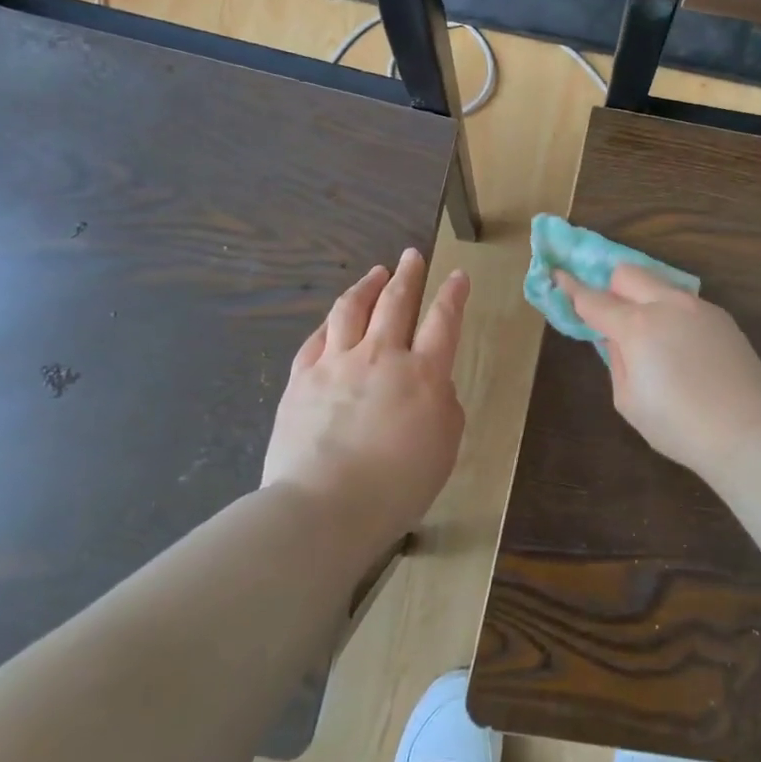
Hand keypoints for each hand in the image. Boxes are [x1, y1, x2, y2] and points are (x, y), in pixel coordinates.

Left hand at [261, 248, 469, 548]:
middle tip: (412, 256)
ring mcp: (336, 363)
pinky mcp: (302, 379)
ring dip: (368, 286)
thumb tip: (433, 386)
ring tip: (376, 272)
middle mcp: (380, 356)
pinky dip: (330, 321)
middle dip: (408, 275)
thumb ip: (444, 407)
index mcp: (422, 373)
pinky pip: (317, 338)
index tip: (458, 275)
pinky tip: (334, 316)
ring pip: (352, 309)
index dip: (452, 295)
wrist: (324, 505)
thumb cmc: (396, 484)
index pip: (442, 321)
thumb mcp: (444, 447)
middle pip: (395, 302)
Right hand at [556, 264, 760, 475]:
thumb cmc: (678, 425)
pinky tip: (683, 350)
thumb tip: (614, 337)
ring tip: (652, 338)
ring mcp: (698, 307)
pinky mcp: (722, 317)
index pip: (593, 300)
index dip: (572, 288)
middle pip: (627, 273)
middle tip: (612, 318)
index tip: (558, 276)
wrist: (746, 430)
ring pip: (660, 284)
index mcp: (637, 326)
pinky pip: (686, 303)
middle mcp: (667, 305)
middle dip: (612, 287)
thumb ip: (616, 359)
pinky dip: (672, 314)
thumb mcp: (628, 400)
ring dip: (645, 298)